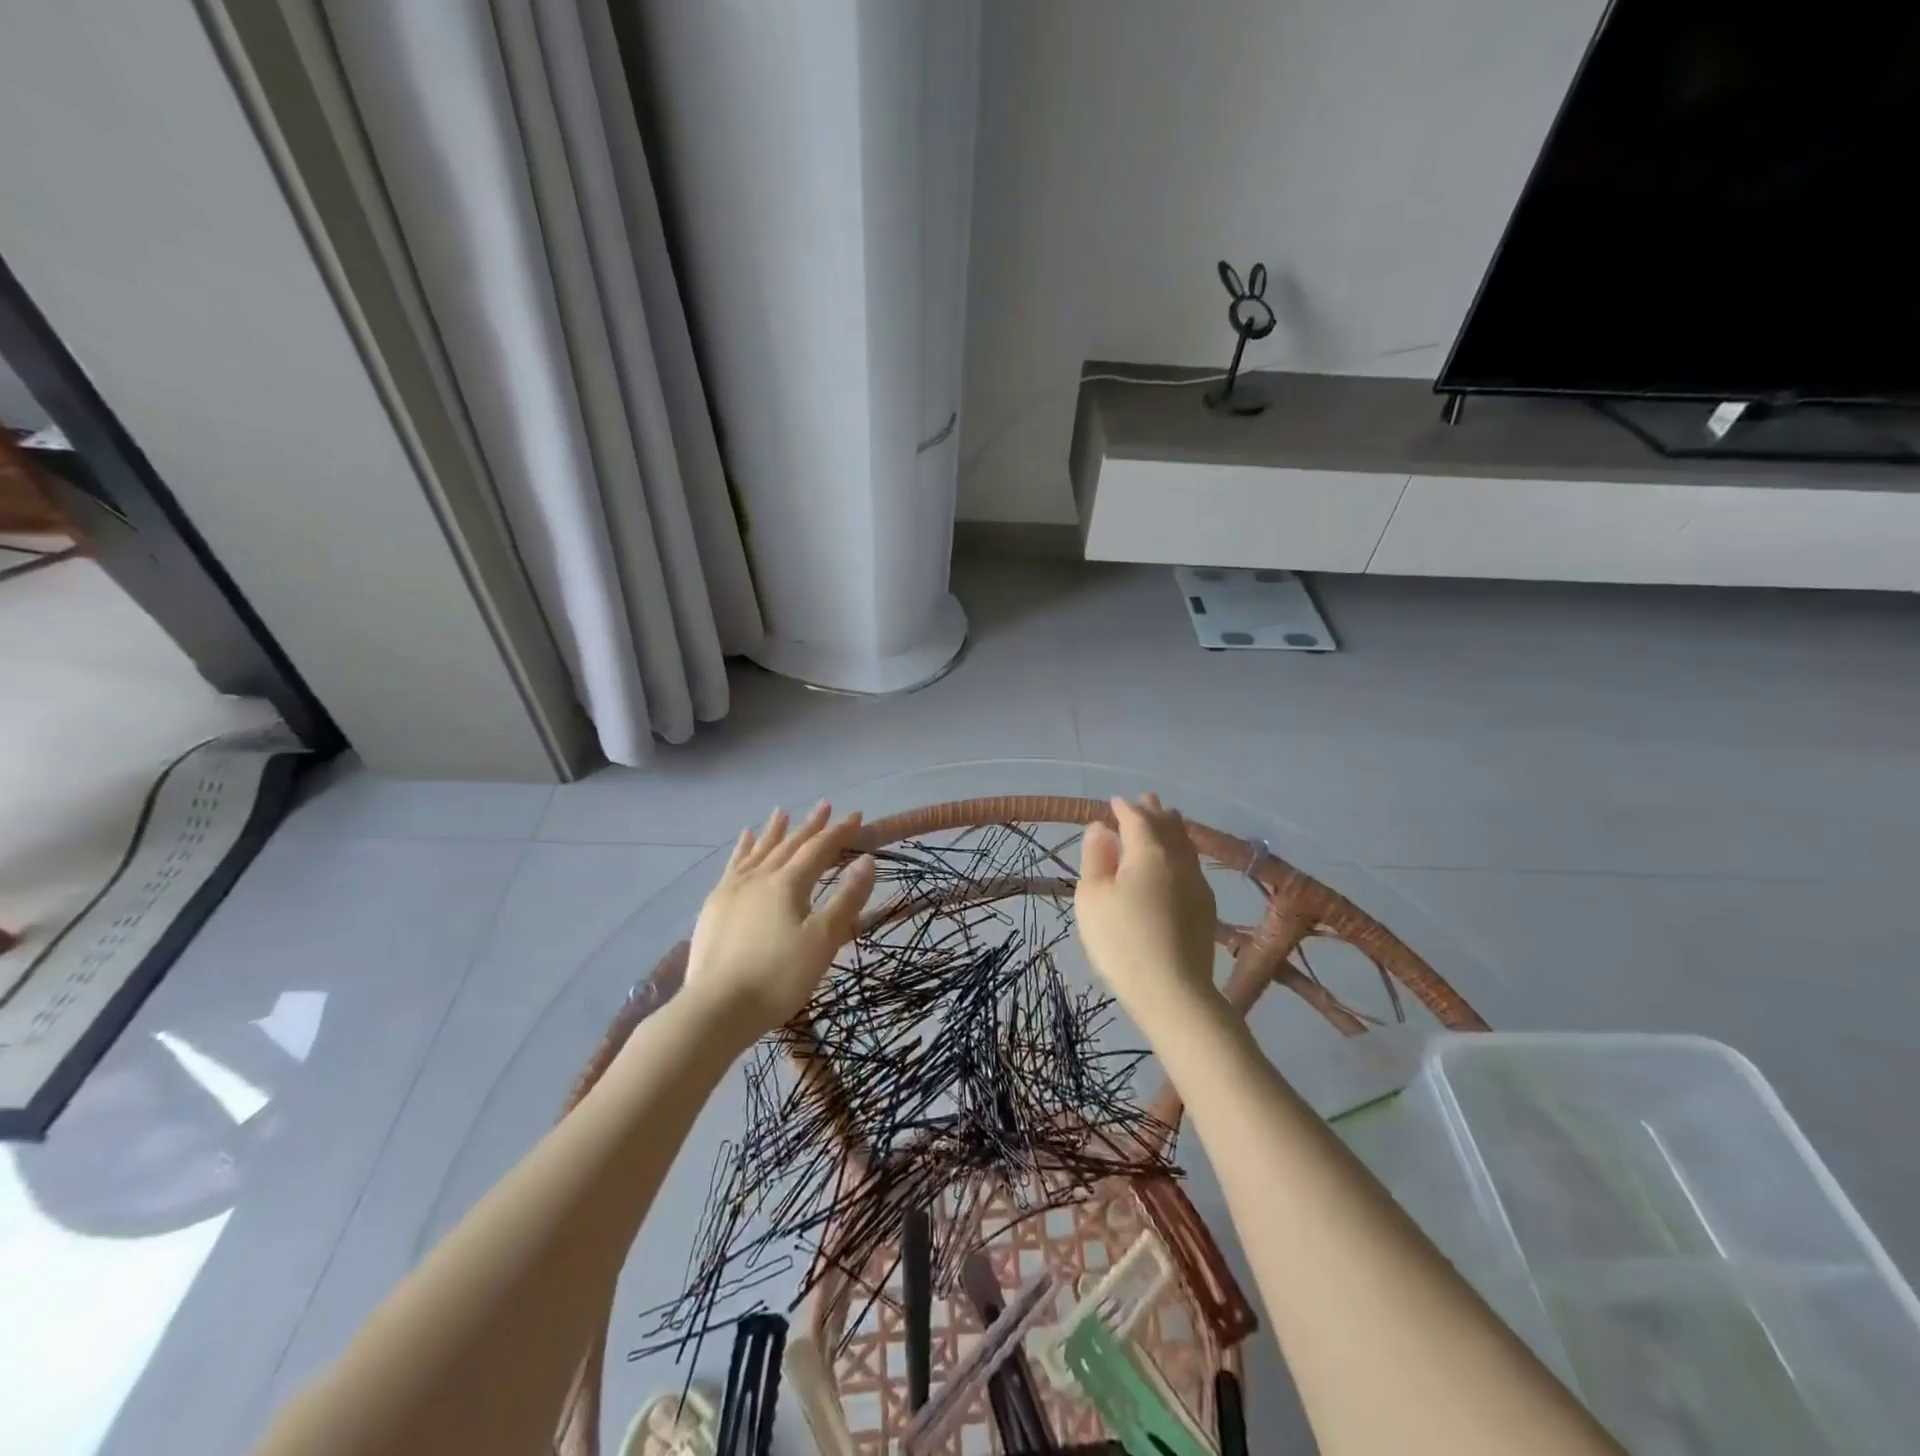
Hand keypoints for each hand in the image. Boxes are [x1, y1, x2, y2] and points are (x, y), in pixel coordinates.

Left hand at [684, 803, 876, 1043]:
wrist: (716, 1009)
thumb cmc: (778, 977)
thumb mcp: (823, 941)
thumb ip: (846, 899)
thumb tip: (867, 861)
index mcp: (788, 884)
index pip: (819, 849)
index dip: (839, 832)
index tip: (857, 816)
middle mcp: (759, 877)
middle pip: (789, 844)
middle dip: (810, 825)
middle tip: (825, 806)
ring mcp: (732, 890)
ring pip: (758, 851)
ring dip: (773, 831)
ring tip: (781, 813)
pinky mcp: (714, 906)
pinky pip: (733, 866)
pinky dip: (741, 849)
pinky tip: (743, 841)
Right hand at [1074, 794, 1219, 1020]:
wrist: (1173, 992)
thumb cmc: (1121, 941)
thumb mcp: (1092, 898)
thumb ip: (1096, 857)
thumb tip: (1101, 828)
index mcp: (1148, 852)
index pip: (1137, 819)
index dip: (1125, 808)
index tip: (1114, 801)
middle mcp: (1178, 860)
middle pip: (1167, 826)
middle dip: (1154, 811)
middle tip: (1146, 799)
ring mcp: (1197, 883)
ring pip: (1185, 844)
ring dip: (1172, 828)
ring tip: (1166, 819)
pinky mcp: (1206, 907)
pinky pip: (1191, 864)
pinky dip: (1180, 851)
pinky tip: (1177, 861)